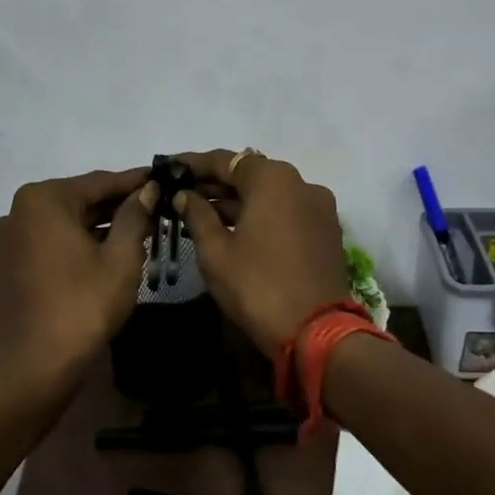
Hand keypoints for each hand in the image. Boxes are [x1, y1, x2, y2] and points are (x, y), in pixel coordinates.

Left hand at [0, 168, 156, 394]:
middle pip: (78, 200)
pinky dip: (75, 243)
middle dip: (116, 205)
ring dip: (97, 226)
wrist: (32, 369)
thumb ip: (134, 216)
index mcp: (43, 200)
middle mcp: (17, 211)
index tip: (162, 178)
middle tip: (155, 207)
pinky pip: (48, 243)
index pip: (99, 182)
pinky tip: (105, 253)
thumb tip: (147, 189)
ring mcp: (7, 240)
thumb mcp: (120, 258)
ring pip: (63, 223)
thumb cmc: (82, 307)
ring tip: (138, 230)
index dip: (135, 182)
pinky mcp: (5, 267)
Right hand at [171, 150, 352, 353]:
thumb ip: (197, 216)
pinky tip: (233, 229)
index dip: (193, 165)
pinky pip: (285, 212)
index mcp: (274, 179)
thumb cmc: (257, 287)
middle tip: (180, 194)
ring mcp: (318, 207)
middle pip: (250, 175)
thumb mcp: (216, 252)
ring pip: (269, 195)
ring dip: (236, 201)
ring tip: (200, 214)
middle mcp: (301, 183)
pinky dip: (259, 215)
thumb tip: (185, 195)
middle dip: (215, 184)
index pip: (225, 160)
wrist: (317, 334)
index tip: (168, 168)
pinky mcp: (326, 231)